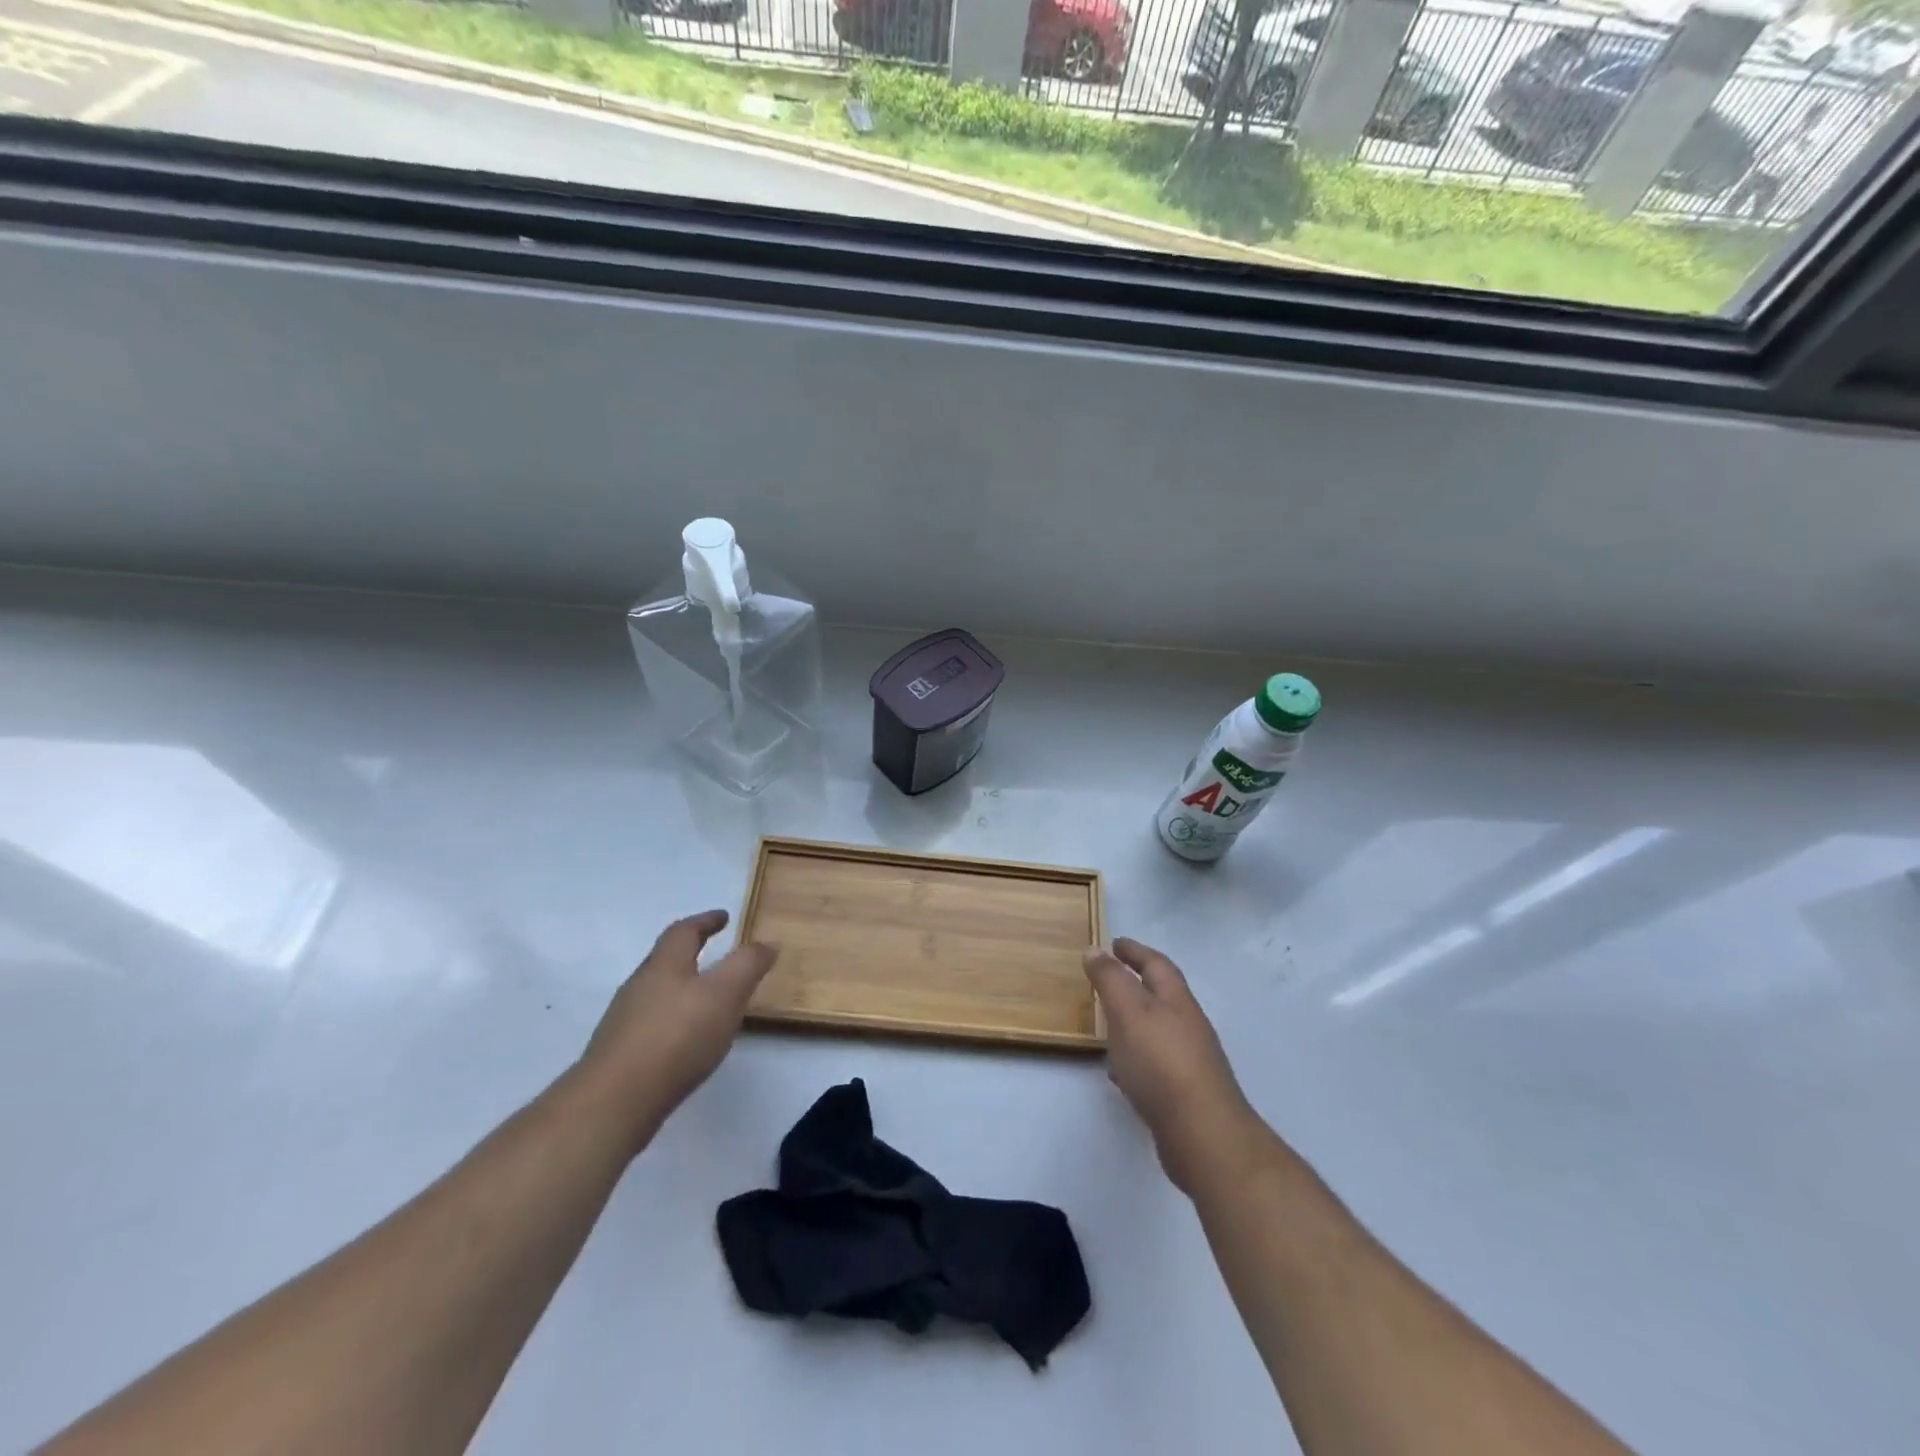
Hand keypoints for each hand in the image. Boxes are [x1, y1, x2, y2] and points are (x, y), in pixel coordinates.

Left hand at [576, 910, 776, 1143]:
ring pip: (657, 994)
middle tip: (718, 957)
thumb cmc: (676, 1037)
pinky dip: (672, 1022)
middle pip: (666, 961)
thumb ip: (747, 965)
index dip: (705, 921)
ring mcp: (624, 1022)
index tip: (724, 917)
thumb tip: (766, 943)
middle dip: (692, 955)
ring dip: (682, 990)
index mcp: (664, 965)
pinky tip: (686, 1043)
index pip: (684, 931)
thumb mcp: (725, 994)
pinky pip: (651, 1025)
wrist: (613, 1103)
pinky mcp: (619, 1055)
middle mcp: (639, 986)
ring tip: (708, 1003)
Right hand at [1084, 938, 1261, 1195]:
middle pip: (1161, 996)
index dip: (1135, 951)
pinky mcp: (1184, 1094)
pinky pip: (1154, 1064)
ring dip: (1134, 1021)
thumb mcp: (1129, 1012)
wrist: (1204, 1136)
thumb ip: (1111, 980)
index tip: (1114, 942)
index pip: (1157, 964)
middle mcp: (1188, 1026)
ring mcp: (1189, 1061)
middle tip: (1108, 978)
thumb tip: (1095, 949)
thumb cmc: (1162, 1063)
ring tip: (1107, 1022)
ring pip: (1157, 1030)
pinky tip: (1118, 1071)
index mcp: (1177, 1001)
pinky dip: (1134, 1057)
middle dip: (1136, 984)